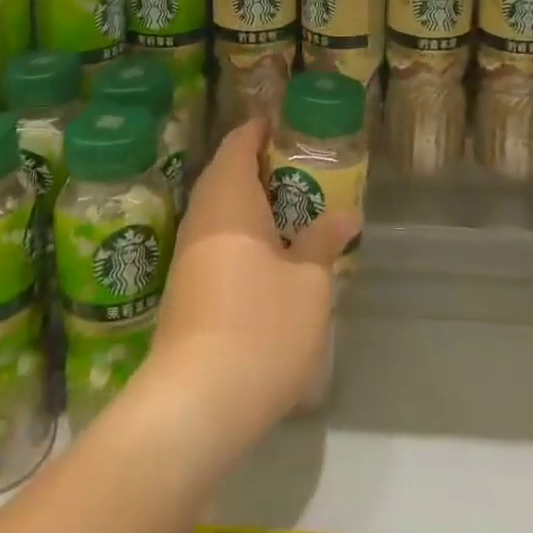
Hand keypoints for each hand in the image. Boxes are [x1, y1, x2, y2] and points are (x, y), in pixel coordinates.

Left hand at [142, 119, 353, 448]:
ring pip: (220, 209)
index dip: (263, 129)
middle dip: (263, 166)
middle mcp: (201, 217)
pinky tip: (270, 256)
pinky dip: (242, 233)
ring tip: (294, 210)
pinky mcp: (185, 288)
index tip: (292, 128)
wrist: (194, 405)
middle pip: (227, 173)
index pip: (239, 142)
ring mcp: (188, 254)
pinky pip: (216, 239)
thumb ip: (325, 241)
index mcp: (228, 198)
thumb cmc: (260, 327)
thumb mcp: (309, 283)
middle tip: (304, 170)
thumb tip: (347, 214)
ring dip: (253, 203)